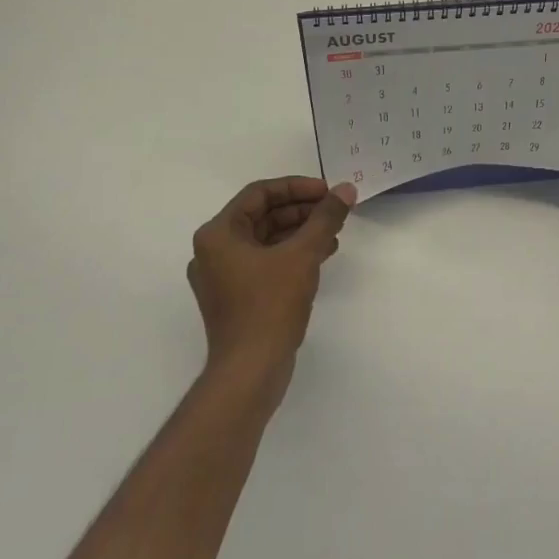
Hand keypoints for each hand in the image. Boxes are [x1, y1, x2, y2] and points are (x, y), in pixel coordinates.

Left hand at [188, 177, 355, 385]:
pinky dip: (291, 255)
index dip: (296, 187)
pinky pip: (265, 263)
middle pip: (262, 216)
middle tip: (334, 211)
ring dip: (300, 233)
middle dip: (301, 211)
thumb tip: (345, 190)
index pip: (259, 193)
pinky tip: (321, 256)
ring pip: (266, 240)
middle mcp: (213, 251)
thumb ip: (325, 218)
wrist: (250, 371)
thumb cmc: (270, 305)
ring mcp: (222, 277)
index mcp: (218, 234)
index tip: (327, 192)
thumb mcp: (303, 254)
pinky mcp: (236, 298)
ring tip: (334, 233)